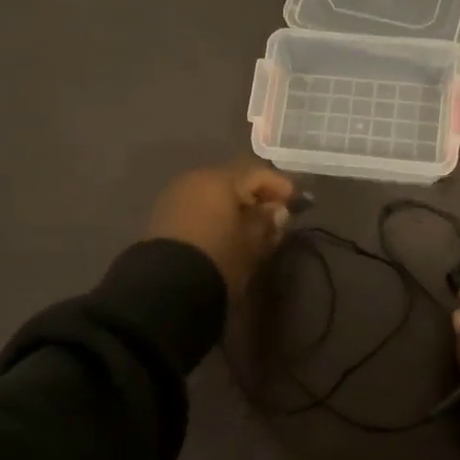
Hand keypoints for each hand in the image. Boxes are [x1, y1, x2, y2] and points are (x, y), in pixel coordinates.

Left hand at [147, 161, 297, 295]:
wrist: (166, 286)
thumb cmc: (219, 257)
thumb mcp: (252, 242)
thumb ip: (267, 222)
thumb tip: (277, 210)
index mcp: (219, 179)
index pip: (257, 173)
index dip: (280, 186)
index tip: (296, 201)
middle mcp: (195, 179)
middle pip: (233, 180)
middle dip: (256, 196)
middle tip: (274, 215)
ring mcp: (175, 195)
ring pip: (214, 193)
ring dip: (234, 206)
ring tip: (251, 227)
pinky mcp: (163, 215)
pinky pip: (198, 206)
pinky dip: (215, 214)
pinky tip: (225, 231)